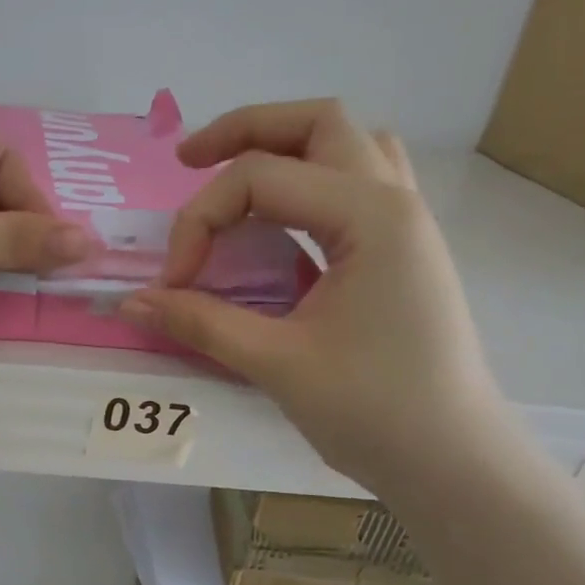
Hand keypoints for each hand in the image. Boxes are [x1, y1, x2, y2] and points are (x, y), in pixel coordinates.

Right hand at [117, 100, 515, 495]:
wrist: (453, 461)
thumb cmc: (373, 411)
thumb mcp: (275, 362)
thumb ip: (199, 321)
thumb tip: (131, 301)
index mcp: (370, 216)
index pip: (259, 179)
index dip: (199, 221)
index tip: (173, 283)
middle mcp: (394, 200)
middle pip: (316, 123)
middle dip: (243, 132)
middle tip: (186, 162)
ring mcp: (406, 222)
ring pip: (346, 144)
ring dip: (284, 147)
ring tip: (232, 180)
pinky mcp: (402, 248)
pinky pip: (358, 181)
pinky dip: (311, 180)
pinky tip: (281, 219)